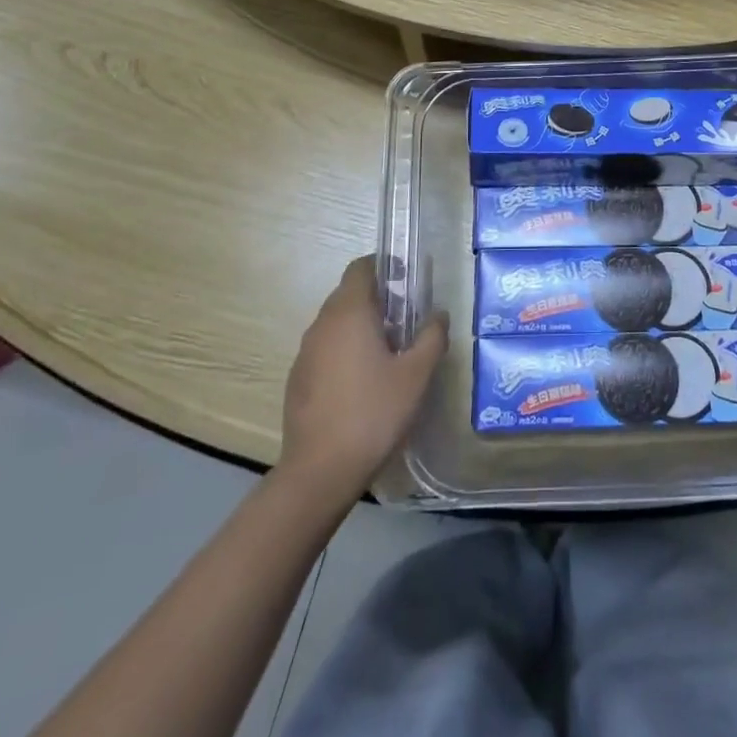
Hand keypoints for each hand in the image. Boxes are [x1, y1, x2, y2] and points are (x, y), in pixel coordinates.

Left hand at [279, 257, 447, 503]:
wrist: (320, 471)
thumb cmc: (374, 413)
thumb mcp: (416, 374)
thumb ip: (432, 337)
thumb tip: (438, 314)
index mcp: (349, 313)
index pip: (361, 268)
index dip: (384, 265)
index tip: (407, 279)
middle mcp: (322, 324)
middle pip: (348, 293)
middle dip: (378, 298)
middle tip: (406, 318)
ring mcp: (305, 352)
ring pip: (336, 323)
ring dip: (361, 325)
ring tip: (389, 351)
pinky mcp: (298, 379)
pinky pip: (325, 349)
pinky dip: (345, 350)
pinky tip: (364, 381)